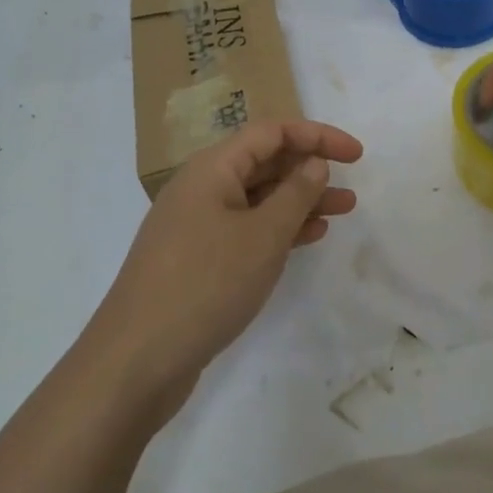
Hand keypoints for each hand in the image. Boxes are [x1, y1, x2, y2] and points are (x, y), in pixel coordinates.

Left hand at [91, 119, 363, 415]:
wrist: (136, 360)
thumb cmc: (205, 284)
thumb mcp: (262, 236)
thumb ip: (295, 194)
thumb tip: (314, 163)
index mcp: (212, 167)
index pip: (272, 132)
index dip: (316, 136)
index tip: (356, 154)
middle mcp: (202, 187)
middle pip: (263, 162)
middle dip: (310, 169)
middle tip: (352, 185)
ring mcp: (197, 224)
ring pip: (257, 198)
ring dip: (299, 201)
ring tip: (343, 211)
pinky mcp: (197, 258)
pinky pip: (246, 228)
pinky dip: (278, 228)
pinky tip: (308, 237)